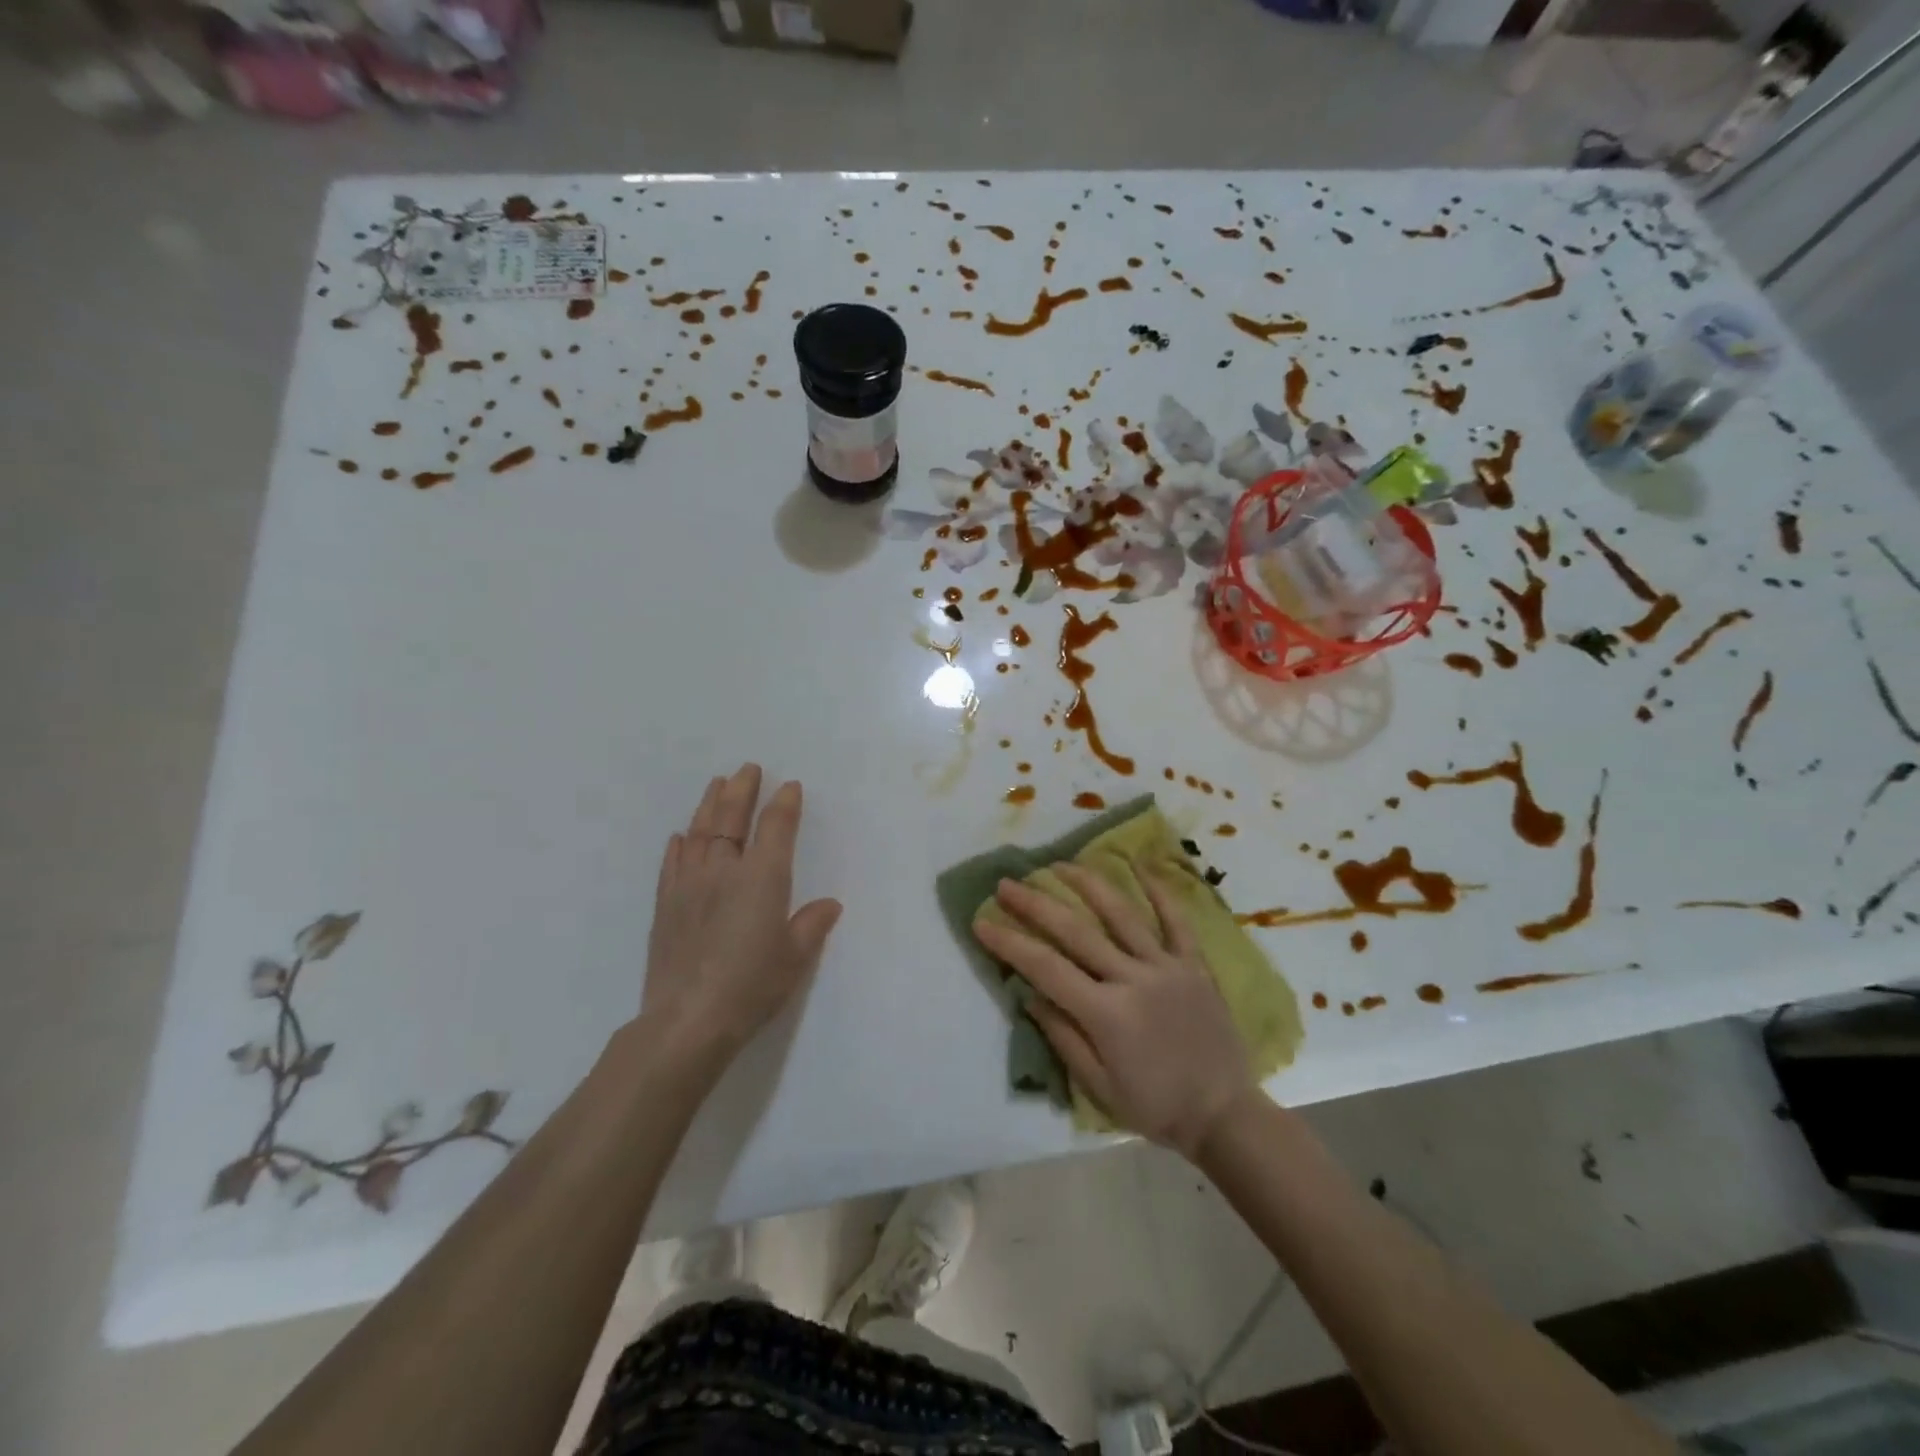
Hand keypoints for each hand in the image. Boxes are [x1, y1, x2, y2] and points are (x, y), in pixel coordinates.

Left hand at [640, 764, 842, 1063]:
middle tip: (748, 769)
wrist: (688, 1020)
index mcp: (763, 878)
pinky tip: (680, 836)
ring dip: (709, 804)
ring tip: (717, 784)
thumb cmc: (752, 987)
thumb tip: (829, 904)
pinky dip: (679, 844)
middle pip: (732, 817)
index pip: (776, 827)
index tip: (790, 786)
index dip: (784, 803)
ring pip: (699, 832)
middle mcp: (725, 870)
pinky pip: (672, 863)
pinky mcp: (665, 905)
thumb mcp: (795, 959)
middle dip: (742, 789)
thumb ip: (812, 926)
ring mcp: (690, 885)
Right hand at [973, 863, 1255, 1158]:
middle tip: (1007, 883)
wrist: (1226, 1114)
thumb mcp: (1100, 1087)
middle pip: (1076, 932)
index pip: (1046, 968)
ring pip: (1122, 915)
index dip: (1010, 943)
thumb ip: (1064, 1038)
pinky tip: (1141, 865)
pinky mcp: (1195, 965)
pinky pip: (1177, 922)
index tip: (982, 921)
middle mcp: (1133, 979)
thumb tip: (1029, 996)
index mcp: (1106, 1014)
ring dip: (1088, 884)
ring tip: (1060, 863)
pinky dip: (1160, 892)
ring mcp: (1167, 967)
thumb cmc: (1157, 1108)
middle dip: (1036, 904)